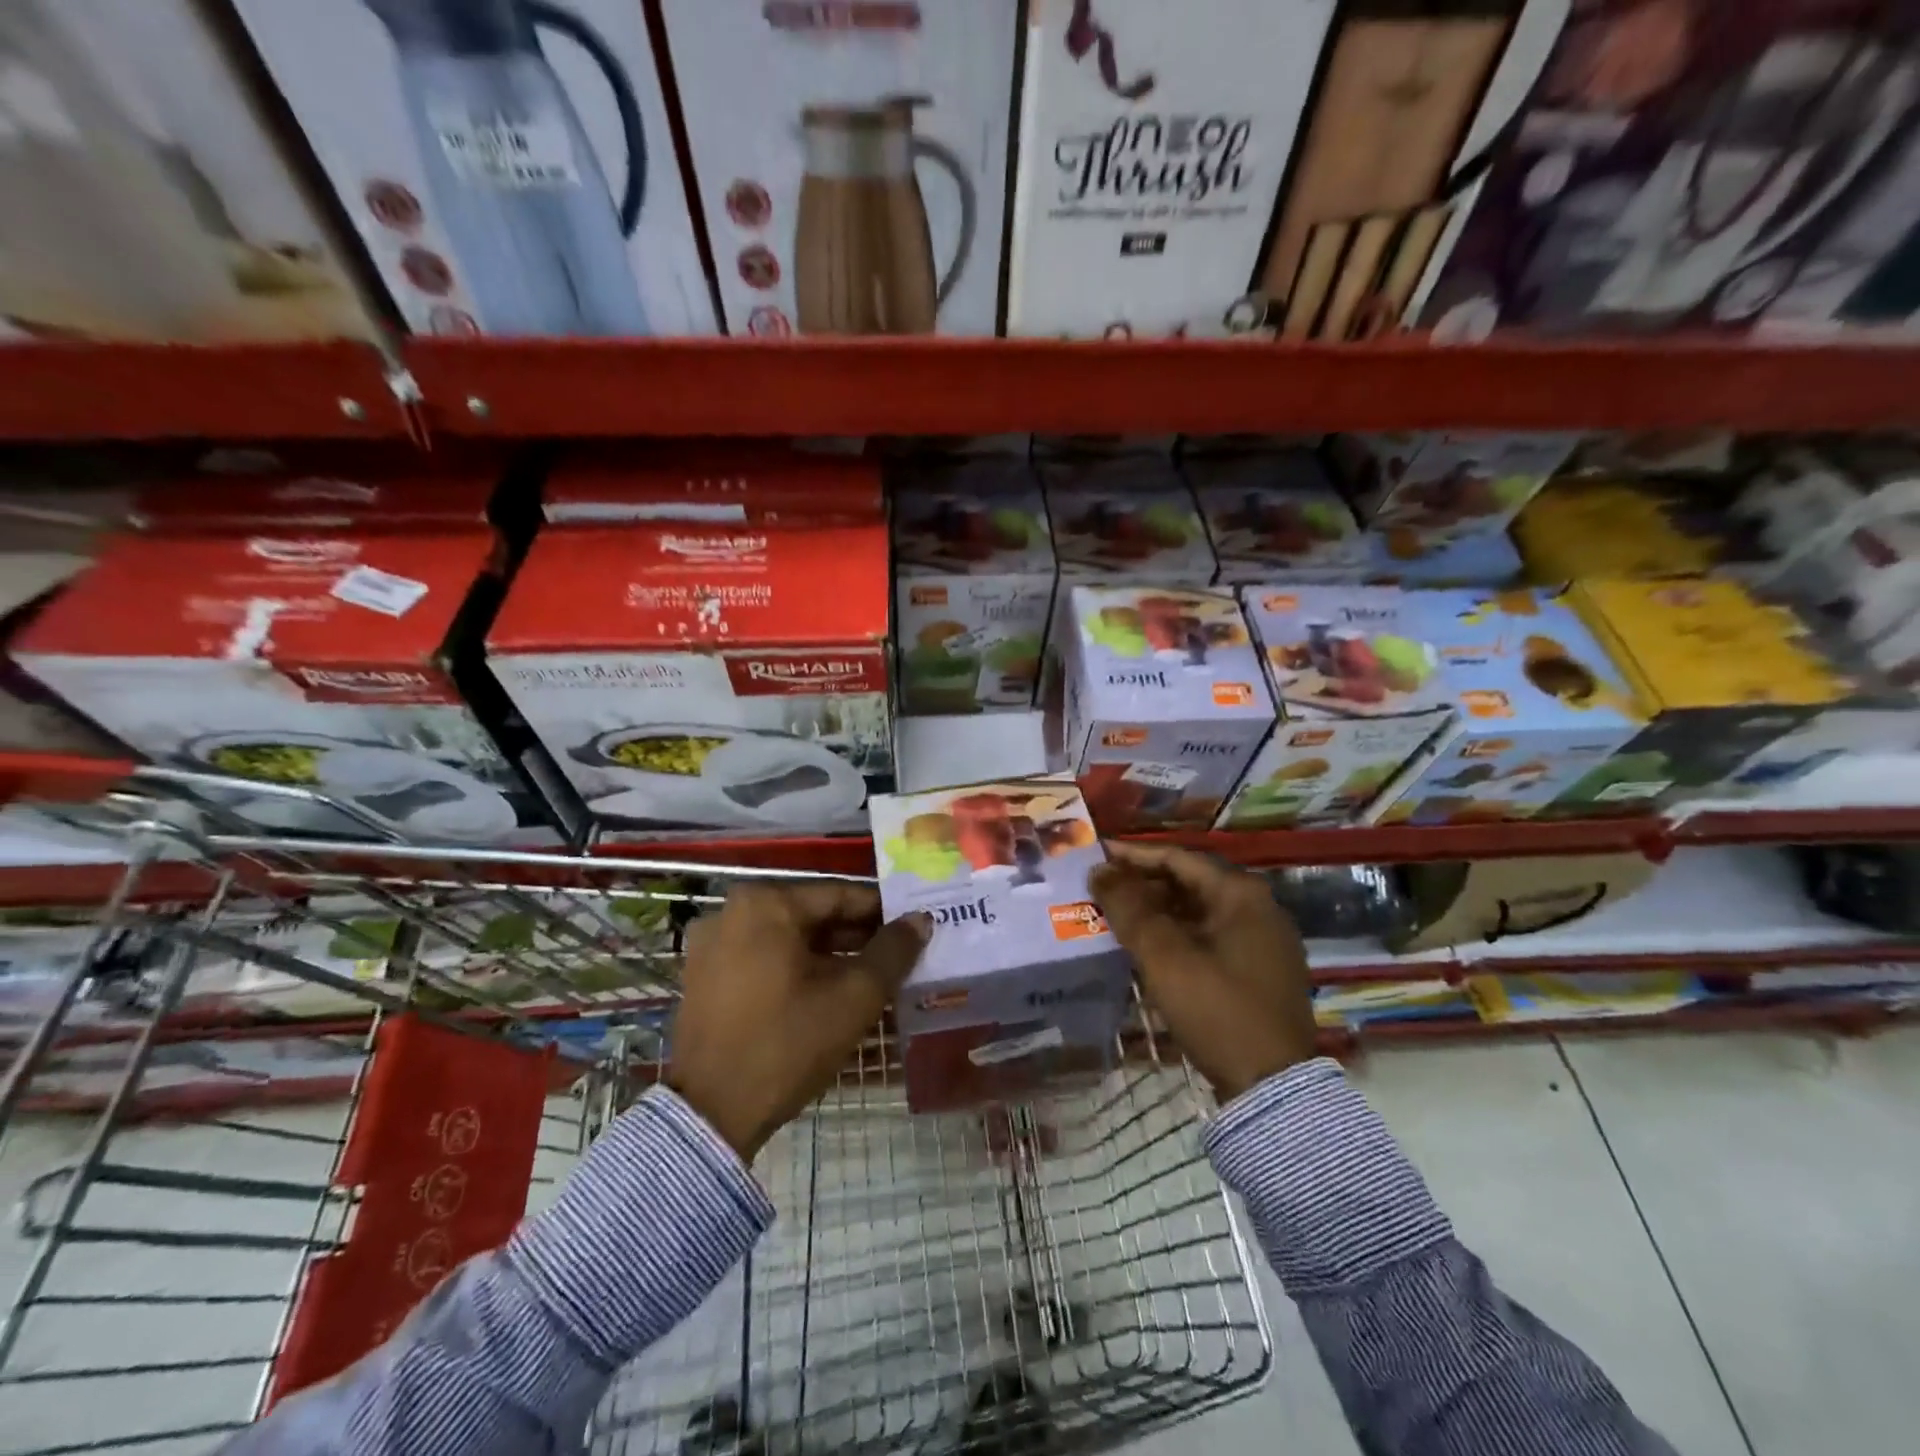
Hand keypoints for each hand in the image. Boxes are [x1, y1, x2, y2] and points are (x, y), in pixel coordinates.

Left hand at [668, 882, 929, 1159]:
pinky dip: (798, 971)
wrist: (710, 1115)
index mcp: (766, 903)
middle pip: (813, 917)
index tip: (915, 928)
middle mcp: (732, 912)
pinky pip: (764, 960)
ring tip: (873, 978)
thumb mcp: (853, 997)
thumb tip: (921, 920)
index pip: (840, 896)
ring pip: (789, 940)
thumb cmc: (787, 1043)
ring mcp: (713, 945)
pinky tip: (829, 994)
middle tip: (899, 957)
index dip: (883, 913)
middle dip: (858, 937)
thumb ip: (893, 951)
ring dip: (831, 956)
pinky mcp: (705, 978)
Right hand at [1089, 843, 1316, 1101]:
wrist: (1273, 1087)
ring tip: (1114, 917)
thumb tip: (1099, 871)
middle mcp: (1258, 908)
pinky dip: (1175, 935)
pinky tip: (1146, 947)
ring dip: (1156, 911)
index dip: (1132, 856)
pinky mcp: (1257, 971)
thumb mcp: (1164, 956)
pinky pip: (1208, 937)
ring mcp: (1261, 942)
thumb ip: (1129, 908)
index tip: (1095, 856)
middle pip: (1188, 883)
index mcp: (1241, 894)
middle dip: (1142, 884)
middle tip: (1100, 890)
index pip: (1177, 858)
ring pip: (1197, 912)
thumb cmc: (1217, 1009)